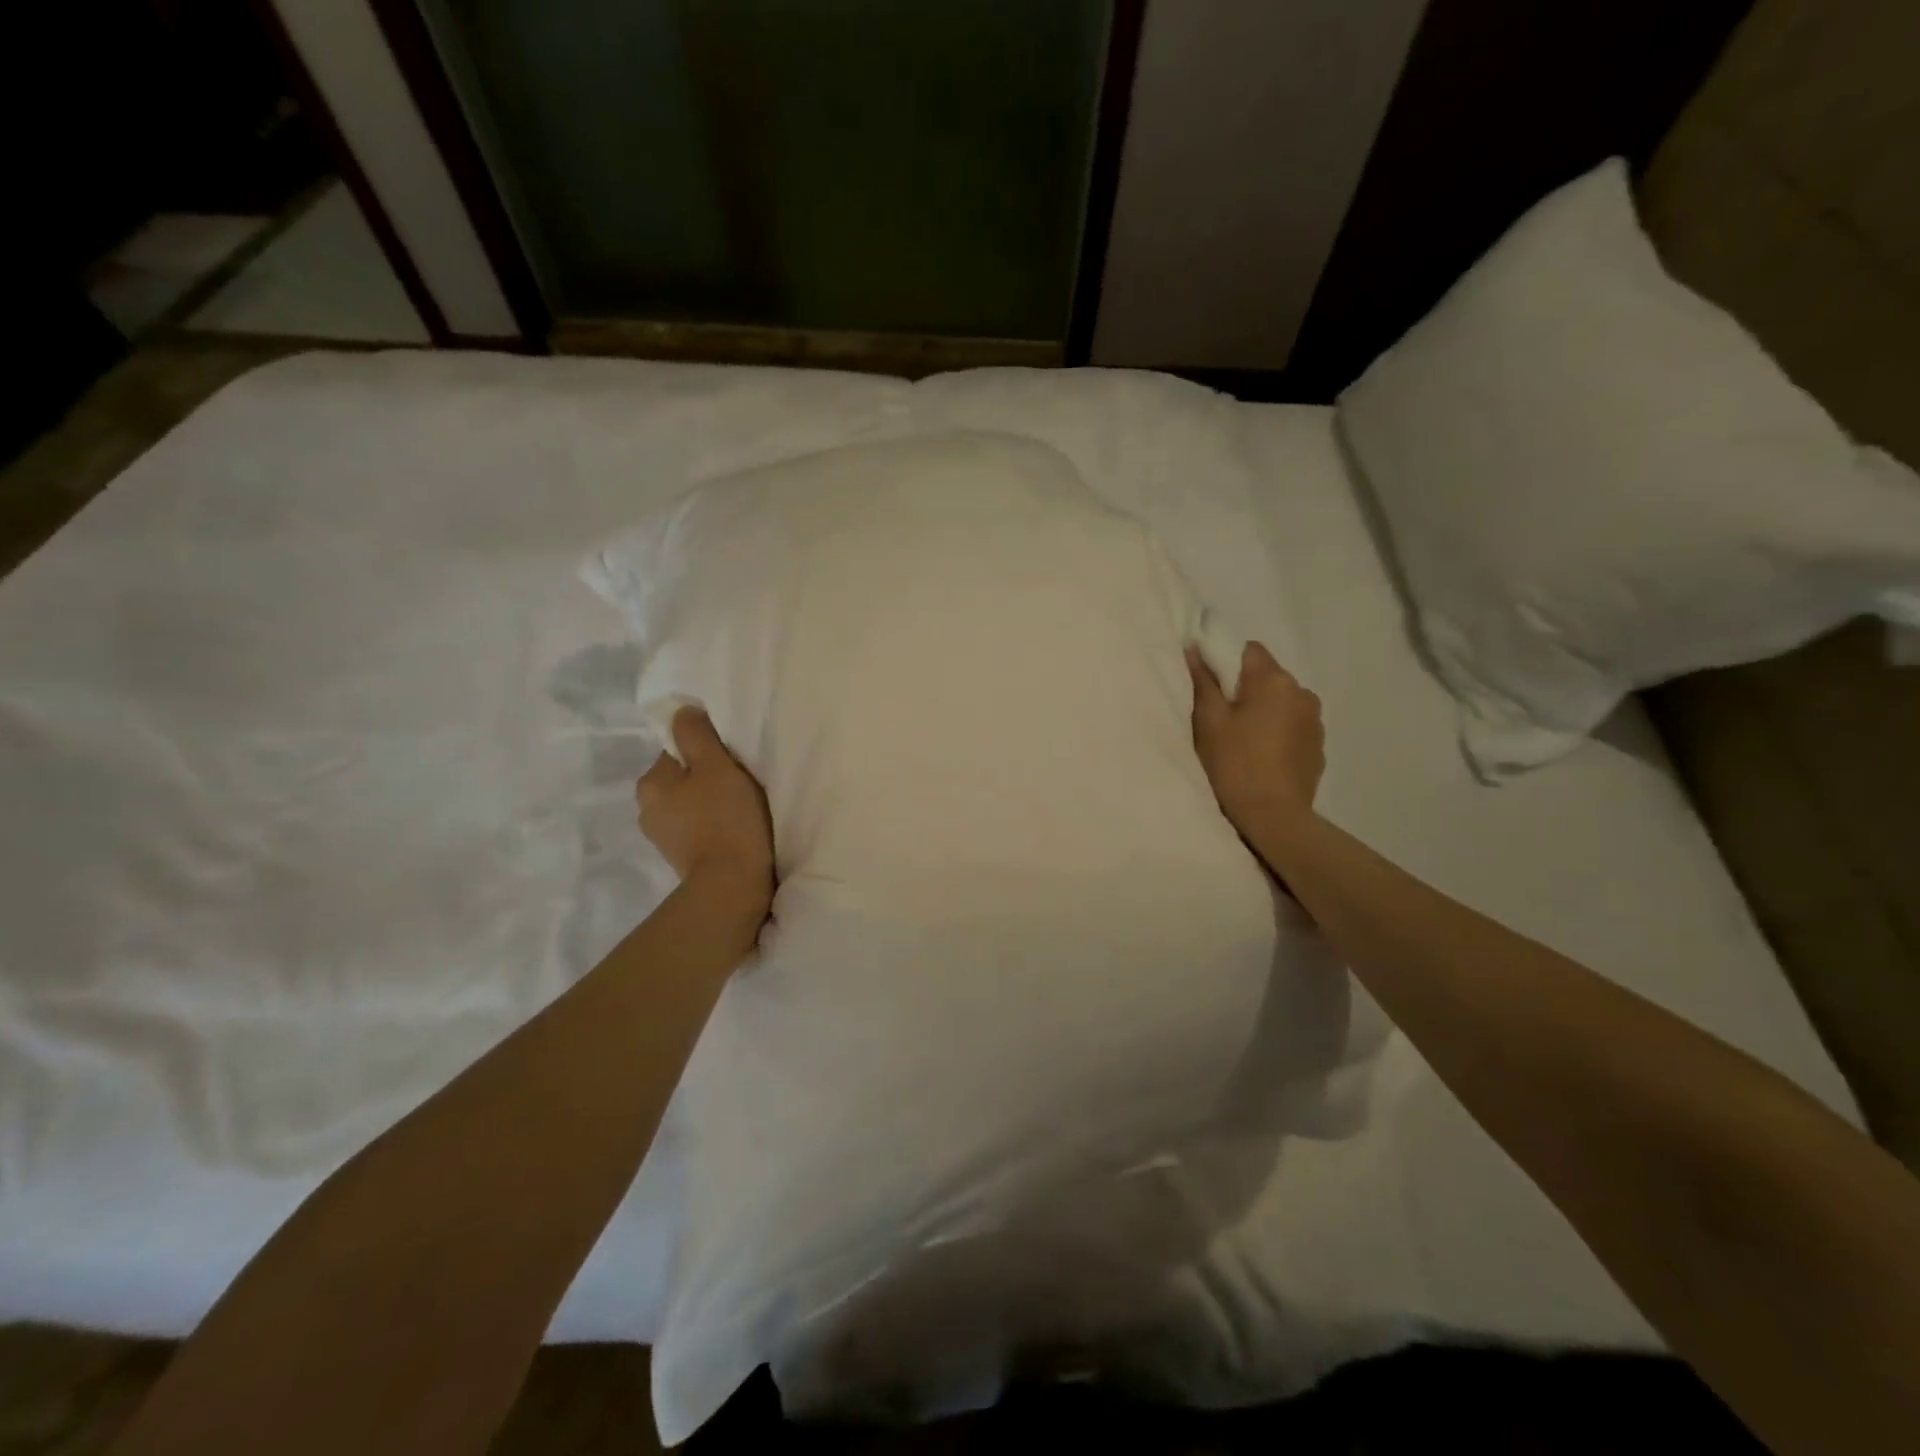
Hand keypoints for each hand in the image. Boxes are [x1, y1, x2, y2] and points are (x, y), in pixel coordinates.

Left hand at [637, 707, 773, 908]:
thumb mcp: (716, 765)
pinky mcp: (680, 858)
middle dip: (707, 778)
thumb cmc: (725, 818)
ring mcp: (662, 837)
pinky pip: (697, 828)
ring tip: (740, 810)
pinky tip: (733, 830)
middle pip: (683, 778)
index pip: (677, 750)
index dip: (707, 751)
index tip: (732, 762)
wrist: (732, 884)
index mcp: (650, 783)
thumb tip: (681, 711)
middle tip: (740, 785)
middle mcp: (646, 809)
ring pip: (690, 804)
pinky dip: (713, 825)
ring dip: (710, 803)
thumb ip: (696, 734)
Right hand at [1187, 641, 1324, 840]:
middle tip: (1223, 719)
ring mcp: (1315, 720)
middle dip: (1246, 689)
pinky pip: (1293, 725)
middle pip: (1267, 676)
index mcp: (1274, 680)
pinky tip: (1262, 756)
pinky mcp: (1318, 745)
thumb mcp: (1209, 722)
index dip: (1227, 662)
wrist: (1274, 817)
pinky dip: (1277, 731)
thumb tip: (1194, 649)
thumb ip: (1203, 682)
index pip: (1249, 650)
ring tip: (1244, 740)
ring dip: (1264, 711)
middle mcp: (1302, 692)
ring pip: (1282, 701)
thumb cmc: (1235, 764)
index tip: (1211, 688)